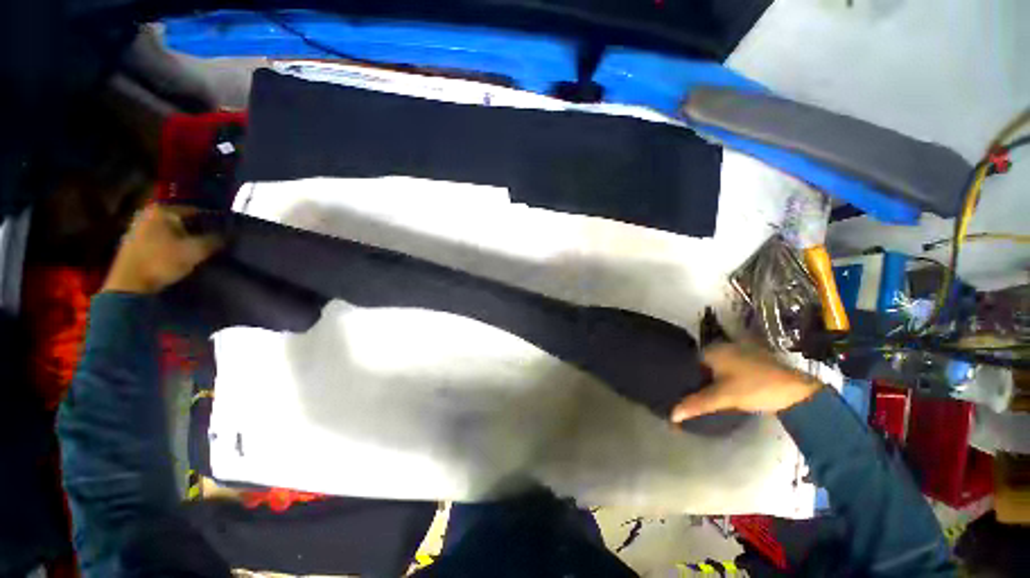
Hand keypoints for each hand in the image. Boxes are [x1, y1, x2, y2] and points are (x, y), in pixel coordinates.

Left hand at [102, 205, 221, 294]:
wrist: (130, 284)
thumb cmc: (162, 261)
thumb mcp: (196, 251)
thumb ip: (215, 240)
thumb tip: (229, 235)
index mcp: (163, 210)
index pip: (197, 212)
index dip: (213, 223)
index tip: (225, 234)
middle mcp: (148, 213)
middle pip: (182, 221)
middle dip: (197, 231)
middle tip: (213, 242)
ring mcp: (138, 227)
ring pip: (170, 231)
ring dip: (183, 239)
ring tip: (197, 250)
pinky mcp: (133, 242)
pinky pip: (160, 239)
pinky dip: (171, 245)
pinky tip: (179, 255)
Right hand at [671, 344, 820, 422]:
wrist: (797, 392)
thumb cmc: (755, 388)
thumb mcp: (722, 398)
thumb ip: (696, 404)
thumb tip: (672, 415)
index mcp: (713, 350)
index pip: (689, 361)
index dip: (685, 377)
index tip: (682, 390)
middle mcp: (725, 346)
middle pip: (704, 363)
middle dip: (699, 378)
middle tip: (694, 395)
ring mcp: (741, 351)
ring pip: (718, 366)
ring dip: (713, 379)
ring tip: (707, 395)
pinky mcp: (754, 359)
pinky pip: (731, 367)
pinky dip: (726, 377)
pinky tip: (727, 390)